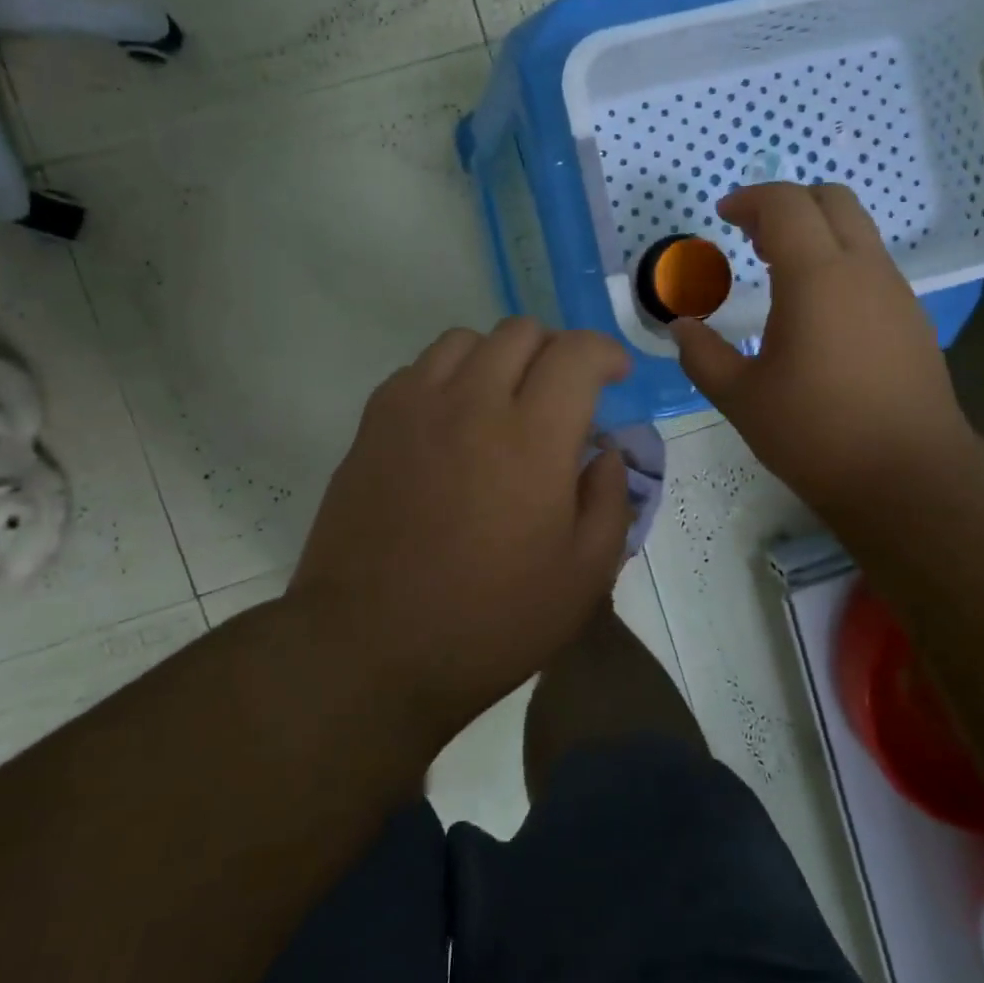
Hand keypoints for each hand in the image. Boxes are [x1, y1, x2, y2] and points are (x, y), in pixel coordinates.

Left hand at [287, 319, 633, 745]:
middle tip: (563, 396)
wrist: (369, 649)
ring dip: (499, 358)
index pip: (577, 352)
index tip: (614, 377)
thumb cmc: (489, 622)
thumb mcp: (584, 577)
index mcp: (532, 438)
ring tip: (504, 403)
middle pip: (521, 332)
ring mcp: (414, 408)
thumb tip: (605, 451)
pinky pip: (419, 369)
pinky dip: (449, 378)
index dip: (605, 353)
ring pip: (466, 340)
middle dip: (556, 352)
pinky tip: (452, 423)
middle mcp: (472, 403)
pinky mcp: (373, 424)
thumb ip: (610, 500)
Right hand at [672, 183, 977, 518]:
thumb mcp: (741, 398)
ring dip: (815, 232)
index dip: (750, 199)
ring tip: (779, 272)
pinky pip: (872, 265)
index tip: (723, 216)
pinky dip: (839, 262)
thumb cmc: (816, 435)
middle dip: (786, 203)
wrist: (909, 478)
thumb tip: (680, 328)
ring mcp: (895, 292)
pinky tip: (818, 311)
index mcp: (817, 277)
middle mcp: (863, 270)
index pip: (786, 204)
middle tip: (751, 237)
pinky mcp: (912, 318)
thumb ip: (702, 355)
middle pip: (831, 199)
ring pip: (857, 230)